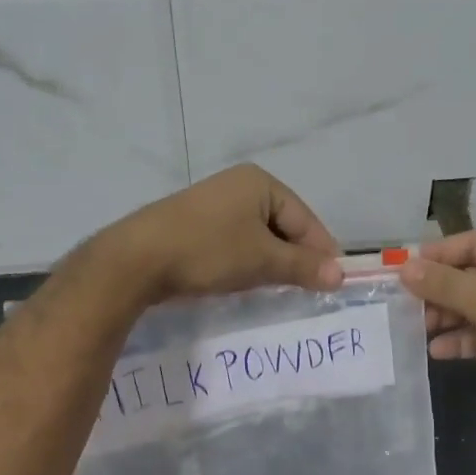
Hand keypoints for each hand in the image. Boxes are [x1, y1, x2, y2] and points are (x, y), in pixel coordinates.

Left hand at [101, 165, 342, 303]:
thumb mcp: (262, 260)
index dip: (321, 252)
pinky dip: (244, 261)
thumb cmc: (208, 251)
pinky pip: (234, 241)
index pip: (305, 219)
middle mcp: (238, 185)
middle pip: (282, 225)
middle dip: (294, 258)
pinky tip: (242, 281)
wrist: (136, 259)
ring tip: (275, 290)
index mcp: (260, 183)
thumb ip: (303, 266)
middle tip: (305, 291)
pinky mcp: (194, 223)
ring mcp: (213, 203)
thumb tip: (339, 275)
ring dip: (269, 262)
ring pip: (257, 236)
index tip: (333, 284)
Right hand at [401, 232, 475, 439]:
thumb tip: (404, 267)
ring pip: (468, 305)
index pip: (473, 243)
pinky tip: (436, 350)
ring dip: (443, 315)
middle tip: (403, 301)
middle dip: (437, 288)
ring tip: (416, 327)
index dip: (438, 253)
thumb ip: (446, 285)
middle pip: (467, 274)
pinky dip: (457, 339)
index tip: (403, 268)